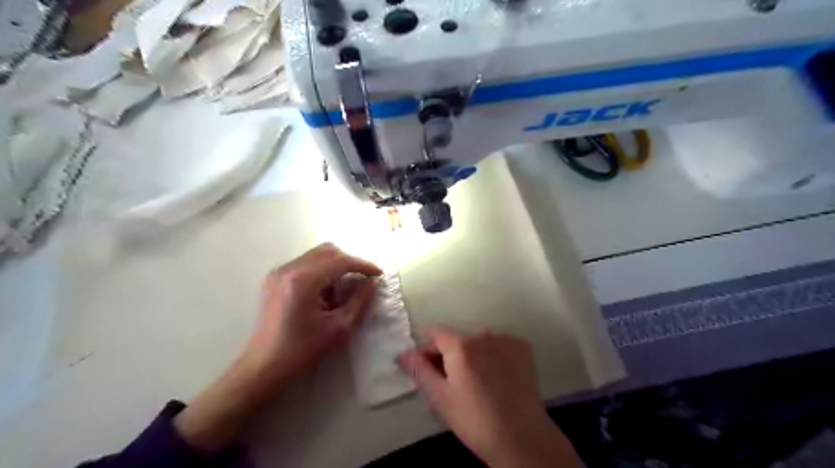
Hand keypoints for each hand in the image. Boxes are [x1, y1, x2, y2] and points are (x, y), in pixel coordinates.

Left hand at [240, 241, 382, 386]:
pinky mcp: (274, 278)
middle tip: (362, 279)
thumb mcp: (338, 327)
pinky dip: (321, 270)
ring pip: (316, 254)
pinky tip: (325, 291)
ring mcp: (279, 272)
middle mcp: (289, 269)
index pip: (340, 261)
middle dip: (349, 262)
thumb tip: (373, 282)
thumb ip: (359, 301)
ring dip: (335, 265)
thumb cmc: (303, 350)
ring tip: (344, 287)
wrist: (264, 366)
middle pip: (328, 251)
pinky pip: (305, 263)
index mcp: (304, 281)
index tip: (378, 274)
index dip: (363, 265)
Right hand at [397, 329, 581, 467]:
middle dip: (450, 355)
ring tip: (477, 383)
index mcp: (460, 346)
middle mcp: (484, 335)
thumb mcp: (441, 398)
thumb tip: (402, 353)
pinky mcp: (523, 348)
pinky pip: (500, 345)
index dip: (427, 349)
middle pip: (457, 338)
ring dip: (472, 355)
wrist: (522, 438)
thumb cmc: (475, 421)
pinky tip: (498, 378)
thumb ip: (420, 371)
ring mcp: (506, 340)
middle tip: (452, 383)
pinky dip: (494, 355)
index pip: (435, 333)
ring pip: (479, 342)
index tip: (427, 369)